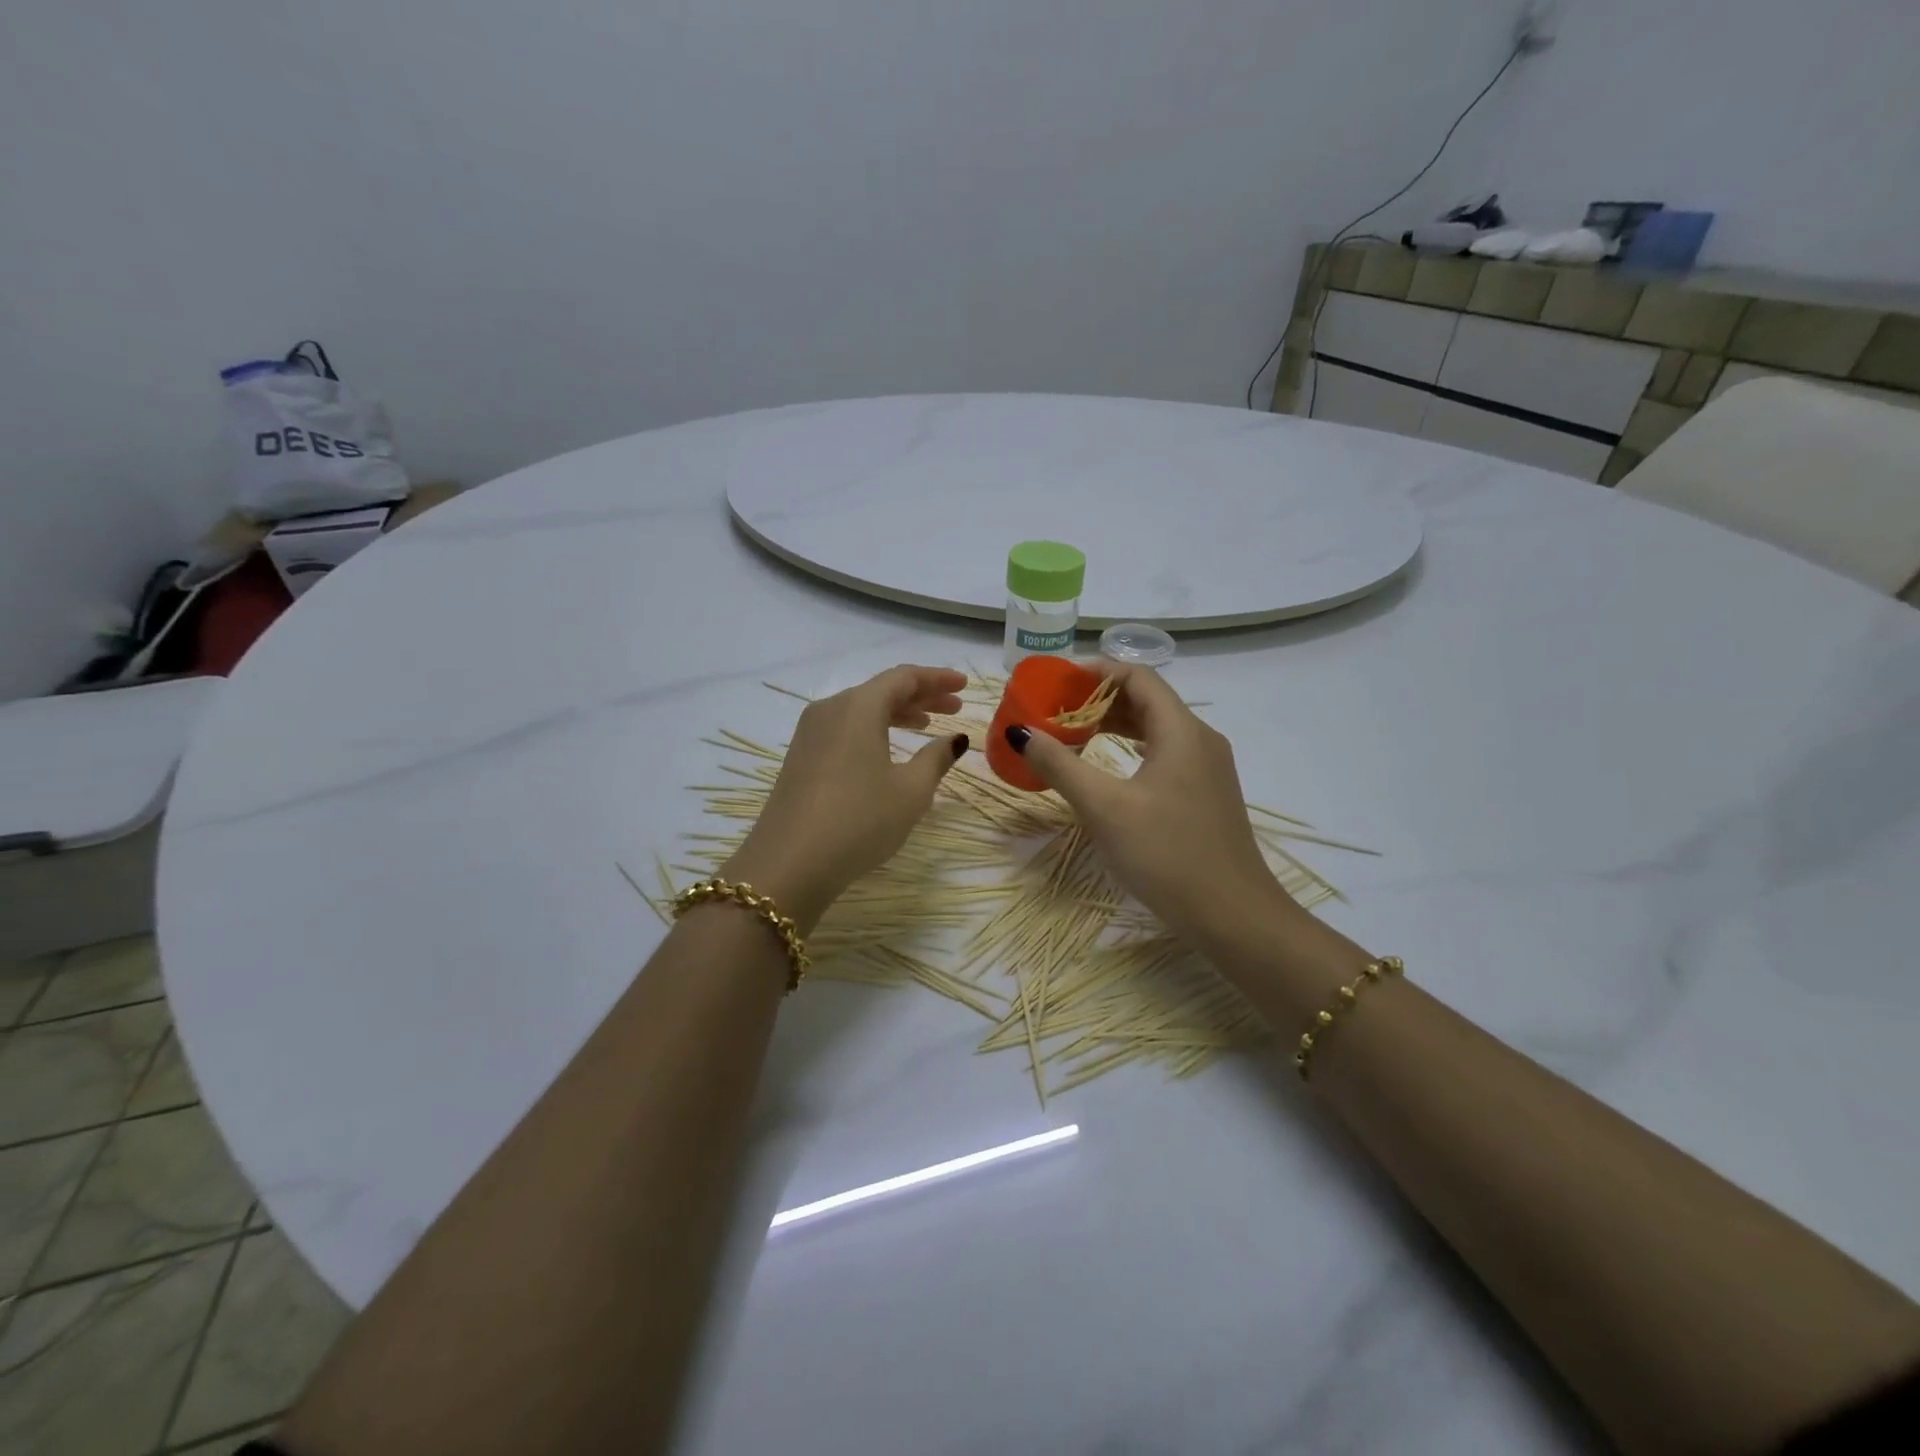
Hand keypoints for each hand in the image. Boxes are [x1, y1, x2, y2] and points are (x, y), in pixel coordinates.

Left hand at [723, 665, 967, 930]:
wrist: (790, 864)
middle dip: (921, 696)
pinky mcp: (801, 757)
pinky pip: (845, 729)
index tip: (964, 686)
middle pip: (881, 690)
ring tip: (926, 727)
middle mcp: (830, 709)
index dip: (937, 679)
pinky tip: (888, 749)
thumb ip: (936, 758)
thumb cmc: (860, 820)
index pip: (904, 677)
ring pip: (861, 710)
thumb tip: (955, 739)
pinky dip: (873, 730)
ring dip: (897, 713)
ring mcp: (810, 733)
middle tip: (954, 708)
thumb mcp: (910, 791)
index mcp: (858, 707)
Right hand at [1007, 664, 1297, 957]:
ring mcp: (1208, 768)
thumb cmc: (1167, 854)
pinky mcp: (1206, 794)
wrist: (1232, 916)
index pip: (1138, 676)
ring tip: (1072, 734)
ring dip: (1114, 725)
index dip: (1096, 672)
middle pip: (1147, 699)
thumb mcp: (1105, 808)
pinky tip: (1108, 768)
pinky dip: (1131, 749)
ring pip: (1156, 728)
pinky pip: (1165, 754)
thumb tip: (1021, 732)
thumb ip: (1060, 765)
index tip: (1056, 682)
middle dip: (1099, 699)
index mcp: (1182, 730)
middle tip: (1055, 711)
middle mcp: (1200, 739)